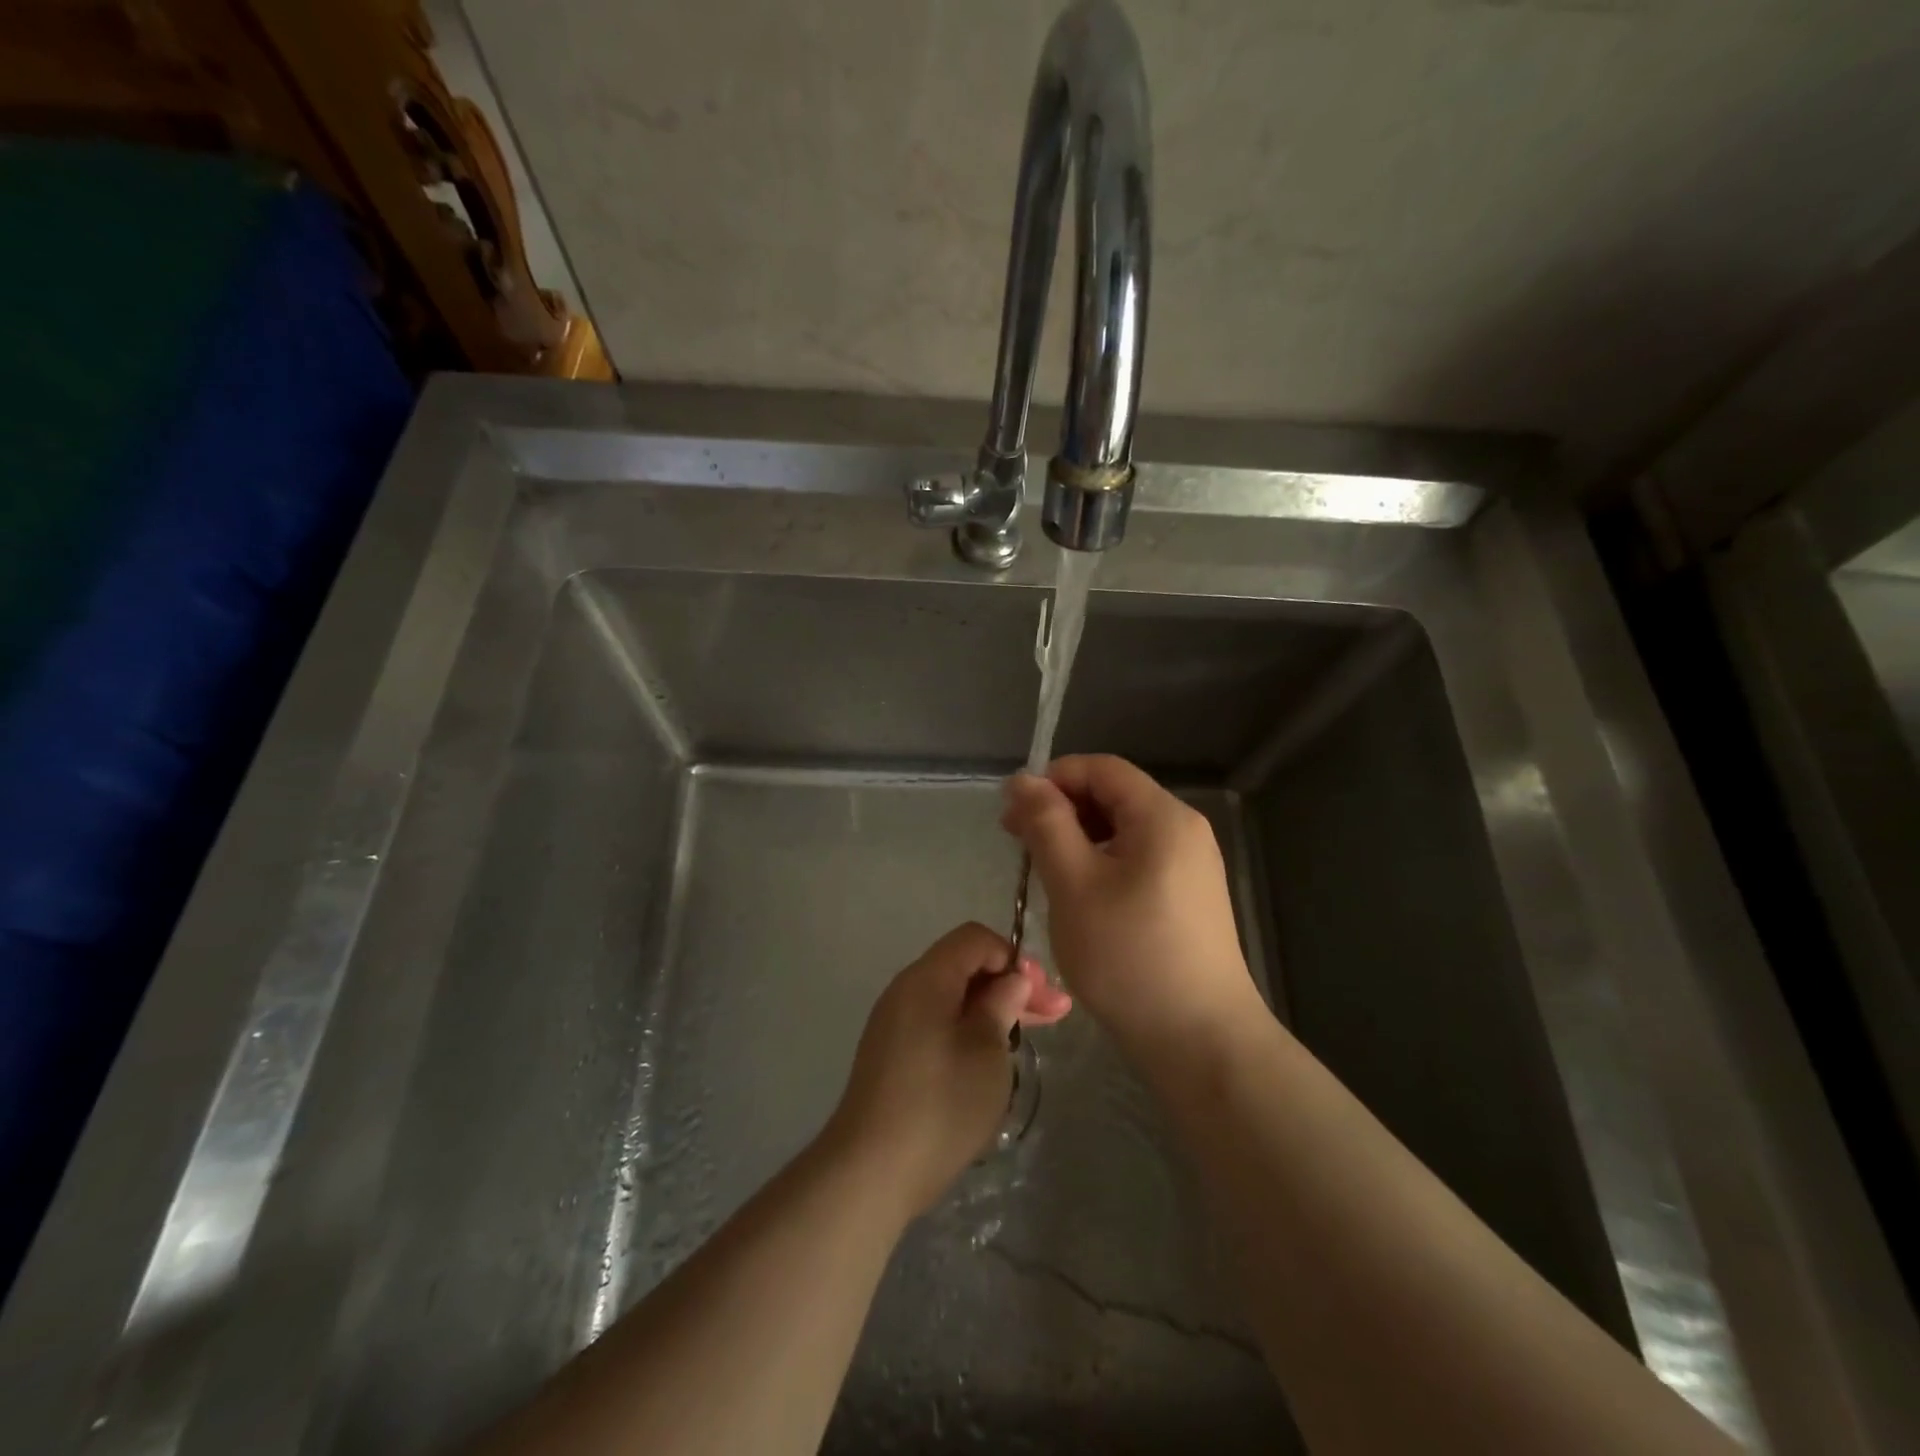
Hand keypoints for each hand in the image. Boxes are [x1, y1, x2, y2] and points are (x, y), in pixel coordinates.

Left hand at [823, 922, 1070, 1216]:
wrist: (871, 1171)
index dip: (1013, 957)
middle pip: (964, 966)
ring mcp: (895, 1023)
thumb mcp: (985, 1052)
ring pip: (952, 997)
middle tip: (1055, 1014)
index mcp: (926, 979)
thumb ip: (1001, 1005)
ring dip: (992, 1008)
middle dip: (1010, 984)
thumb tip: (1011, 979)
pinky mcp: (892, 1054)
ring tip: (1030, 1033)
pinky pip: (937, 1022)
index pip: (974, 939)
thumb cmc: (940, 1105)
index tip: (1041, 994)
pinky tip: (993, 1055)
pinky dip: (969, 1028)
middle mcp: (906, 990)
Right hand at [1001, 754, 1263, 1068]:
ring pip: (1123, 830)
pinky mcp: (1191, 896)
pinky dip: (1102, 863)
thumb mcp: (1074, 883)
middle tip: (1016, 842)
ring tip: (1043, 871)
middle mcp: (1184, 829)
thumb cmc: (1129, 956)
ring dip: (1078, 838)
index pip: (1101, 768)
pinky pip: (1138, 859)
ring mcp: (1192, 864)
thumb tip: (1022, 780)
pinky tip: (1080, 895)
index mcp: (1162, 816)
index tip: (1013, 813)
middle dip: (1062, 809)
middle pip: (1114, 796)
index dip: (1053, 779)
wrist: (1200, 1039)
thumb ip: (1046, 824)